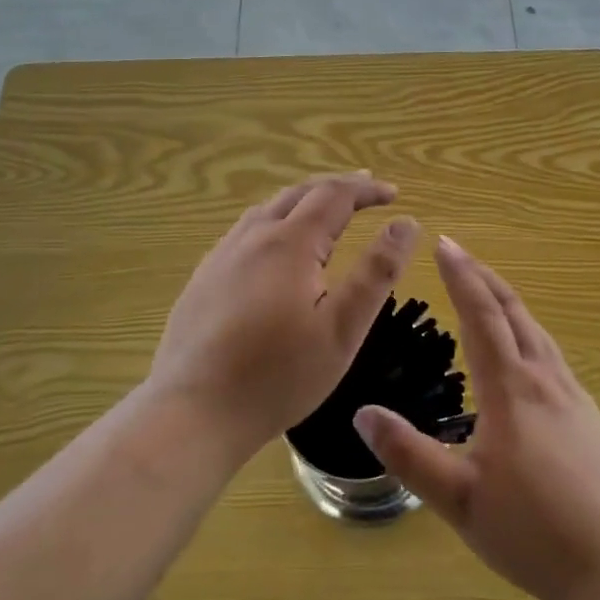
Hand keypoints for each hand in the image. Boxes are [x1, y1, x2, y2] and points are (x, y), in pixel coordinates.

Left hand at [148, 173, 419, 461]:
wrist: (193, 412)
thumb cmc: (278, 375)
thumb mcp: (343, 328)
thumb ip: (377, 272)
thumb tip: (406, 224)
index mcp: (290, 243)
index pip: (334, 196)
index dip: (366, 190)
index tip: (393, 193)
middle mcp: (253, 237)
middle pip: (299, 193)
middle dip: (336, 187)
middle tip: (366, 188)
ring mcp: (222, 256)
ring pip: (267, 209)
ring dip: (303, 200)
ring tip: (325, 208)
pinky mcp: (203, 279)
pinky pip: (245, 231)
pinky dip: (274, 220)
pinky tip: (274, 245)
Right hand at [354, 236, 599, 599]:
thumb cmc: (534, 532)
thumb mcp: (460, 501)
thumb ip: (409, 456)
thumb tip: (362, 412)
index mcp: (511, 390)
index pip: (482, 316)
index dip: (462, 277)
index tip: (445, 243)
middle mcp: (544, 379)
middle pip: (514, 312)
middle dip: (485, 277)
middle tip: (460, 253)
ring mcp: (573, 396)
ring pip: (538, 331)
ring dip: (509, 302)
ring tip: (488, 291)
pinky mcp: (590, 416)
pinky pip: (553, 355)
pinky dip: (529, 332)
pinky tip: (527, 353)